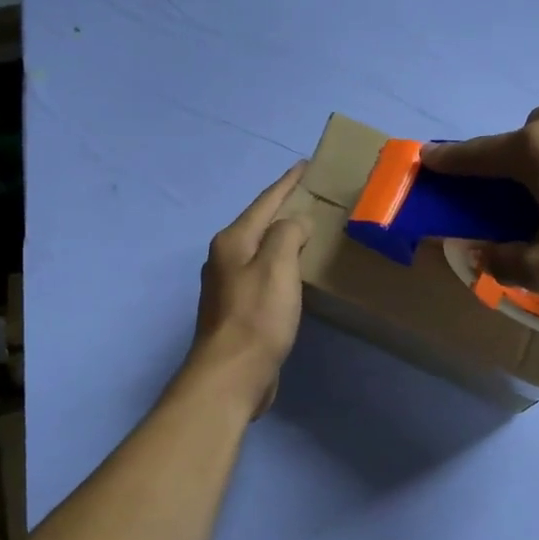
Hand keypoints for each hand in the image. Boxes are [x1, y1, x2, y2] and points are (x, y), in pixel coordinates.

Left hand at [185, 163, 308, 414]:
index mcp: (232, 241)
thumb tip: (295, 223)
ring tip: (309, 229)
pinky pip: (264, 275)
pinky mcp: (238, 310)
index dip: (287, 183)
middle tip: (313, 196)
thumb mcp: (276, 266)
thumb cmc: (257, 317)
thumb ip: (287, 234)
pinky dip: (281, 265)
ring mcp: (228, 286)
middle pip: (259, 224)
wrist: (232, 375)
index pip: (264, 202)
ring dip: (282, 238)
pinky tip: (295, 272)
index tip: (306, 165)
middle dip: (284, 208)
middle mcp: (225, 258)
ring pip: (261, 250)